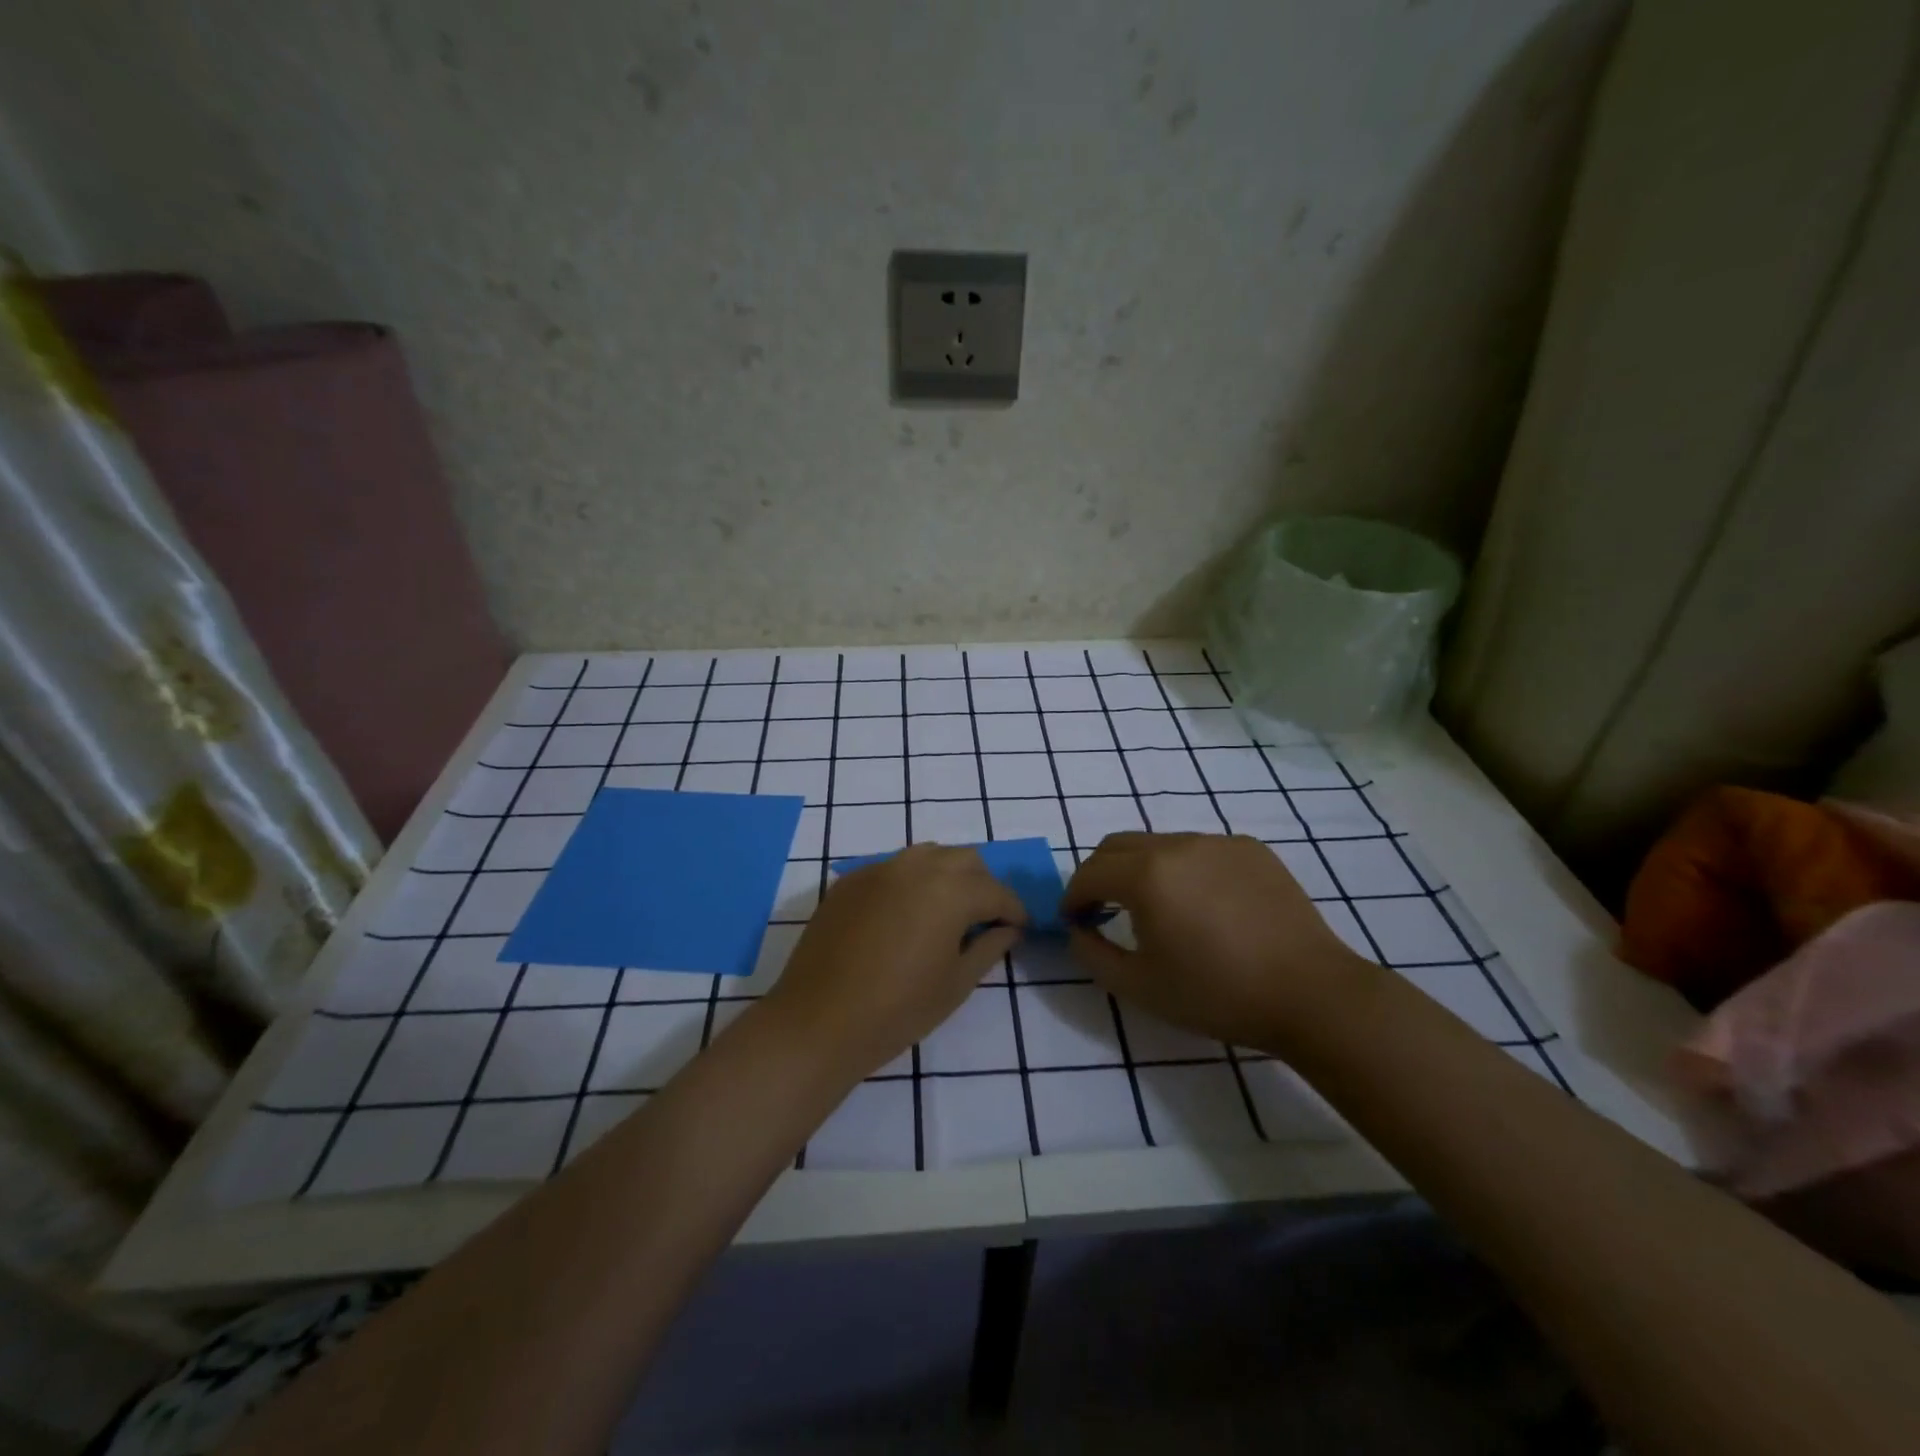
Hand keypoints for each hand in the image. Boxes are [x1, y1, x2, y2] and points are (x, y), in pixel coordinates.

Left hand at [760, 844, 1024, 1076]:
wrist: (818, 1021)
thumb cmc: (897, 1010)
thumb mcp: (955, 984)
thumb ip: (988, 948)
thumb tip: (1008, 929)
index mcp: (950, 890)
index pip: (996, 891)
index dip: (1013, 911)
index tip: (1019, 929)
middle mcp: (917, 867)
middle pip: (965, 860)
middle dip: (982, 885)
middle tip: (983, 921)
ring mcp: (879, 869)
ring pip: (928, 856)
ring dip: (947, 876)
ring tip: (945, 914)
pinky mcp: (850, 881)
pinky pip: (893, 868)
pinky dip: (911, 882)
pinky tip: (904, 917)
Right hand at [1062, 832, 1371, 1052]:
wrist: (1311, 994)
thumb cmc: (1218, 995)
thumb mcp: (1139, 987)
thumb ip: (1093, 954)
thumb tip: (1078, 930)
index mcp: (1146, 875)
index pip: (1090, 872)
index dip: (1073, 896)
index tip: (1073, 921)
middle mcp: (1178, 845)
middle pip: (1119, 845)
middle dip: (1100, 874)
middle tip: (1102, 910)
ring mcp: (1218, 842)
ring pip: (1160, 844)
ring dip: (1142, 869)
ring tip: (1157, 909)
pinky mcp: (1251, 849)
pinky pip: (1200, 850)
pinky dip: (1184, 869)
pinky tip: (1205, 906)